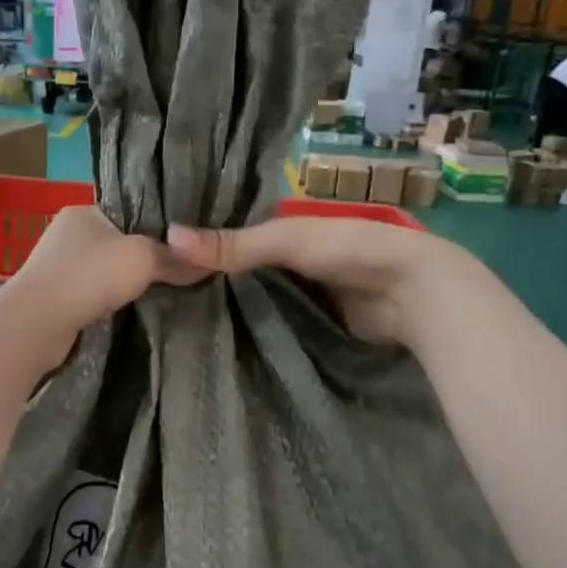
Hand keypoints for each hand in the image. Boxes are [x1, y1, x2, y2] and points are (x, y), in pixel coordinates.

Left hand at [0, 206, 203, 366]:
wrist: (38, 324)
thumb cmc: (88, 276)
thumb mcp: (143, 258)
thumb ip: (175, 258)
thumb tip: (207, 262)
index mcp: (84, 211)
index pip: (129, 211)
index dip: (159, 225)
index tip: (187, 241)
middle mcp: (68, 234)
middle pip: (119, 242)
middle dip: (146, 257)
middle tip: (184, 270)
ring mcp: (59, 267)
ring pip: (107, 271)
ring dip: (128, 282)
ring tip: (167, 291)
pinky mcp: (57, 298)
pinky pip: (95, 295)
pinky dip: (113, 302)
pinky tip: (136, 310)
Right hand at [165, 218, 438, 345]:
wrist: (411, 293)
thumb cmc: (349, 249)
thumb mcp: (285, 240)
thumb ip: (231, 245)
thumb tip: (167, 237)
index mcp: (282, 227)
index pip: (229, 234)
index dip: (198, 244)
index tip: (154, 255)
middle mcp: (286, 260)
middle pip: (238, 271)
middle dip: (206, 280)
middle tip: (156, 294)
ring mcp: (298, 293)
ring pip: (251, 300)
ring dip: (224, 308)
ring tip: (171, 319)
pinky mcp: (307, 325)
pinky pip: (269, 326)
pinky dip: (247, 331)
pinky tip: (212, 339)